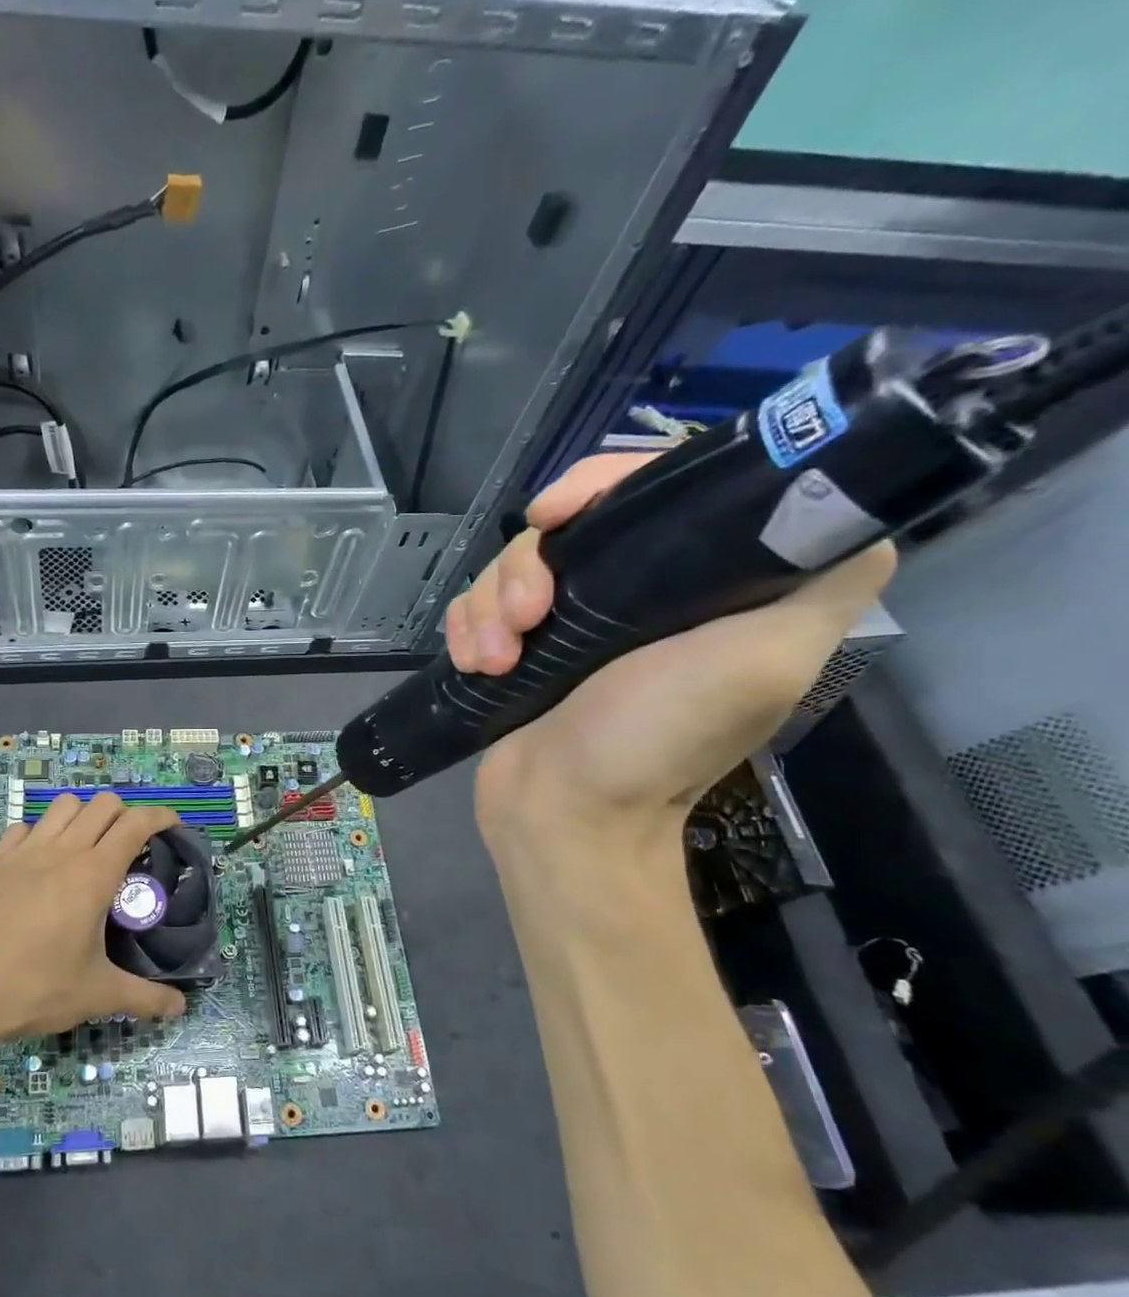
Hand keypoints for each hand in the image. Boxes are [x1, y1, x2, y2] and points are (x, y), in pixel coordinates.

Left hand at [0, 793, 189, 1048]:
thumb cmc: (30, 988)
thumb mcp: (94, 996)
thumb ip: (143, 999)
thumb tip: (180, 1010)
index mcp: (92, 874)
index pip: (135, 823)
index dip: (160, 816)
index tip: (173, 825)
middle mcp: (60, 851)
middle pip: (101, 804)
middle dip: (124, 814)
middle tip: (131, 847)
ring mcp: (22, 852)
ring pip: (62, 806)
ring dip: (83, 815)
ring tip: (87, 848)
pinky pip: (24, 828)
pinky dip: (42, 833)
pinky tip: (39, 863)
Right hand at [445, 453, 895, 855]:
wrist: (564, 814)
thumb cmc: (659, 742)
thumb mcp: (766, 659)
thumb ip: (823, 579)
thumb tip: (830, 492)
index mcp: (701, 582)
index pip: (657, 488)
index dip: (603, 482)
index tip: (558, 515)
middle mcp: (636, 593)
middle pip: (567, 522)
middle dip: (529, 563)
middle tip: (527, 616)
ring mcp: (568, 622)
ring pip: (510, 564)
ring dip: (491, 605)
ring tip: (496, 659)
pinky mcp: (517, 647)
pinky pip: (475, 604)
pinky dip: (466, 628)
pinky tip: (475, 664)